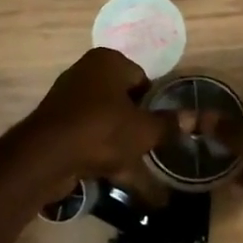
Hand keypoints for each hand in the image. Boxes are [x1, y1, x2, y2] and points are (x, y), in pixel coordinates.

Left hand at [20, 49, 165, 181]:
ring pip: (108, 124)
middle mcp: (86, 74)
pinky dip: (105, 157)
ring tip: (143, 172)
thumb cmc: (102, 130)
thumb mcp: (144, 130)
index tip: (164, 127)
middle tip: (156, 149)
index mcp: (108, 61)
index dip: (155, 103)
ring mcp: (69, 101)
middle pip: (124, 101)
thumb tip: (197, 118)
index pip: (142, 78)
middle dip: (139, 126)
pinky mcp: (58, 128)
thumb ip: (169, 124)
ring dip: (125, 147)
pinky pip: (91, 140)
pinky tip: (121, 180)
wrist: (46, 157)